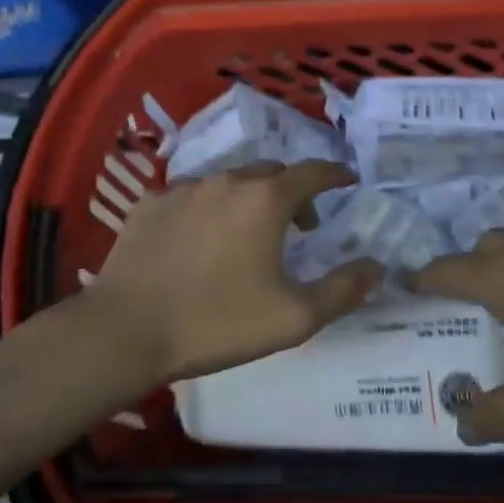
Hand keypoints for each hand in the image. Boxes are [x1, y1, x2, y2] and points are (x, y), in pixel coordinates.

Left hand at [87, 161, 383, 386]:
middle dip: (292, 191)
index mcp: (265, 200)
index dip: (334, 174)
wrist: (126, 330)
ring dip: (247, 199)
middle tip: (300, 224)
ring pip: (228, 182)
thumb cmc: (217, 322)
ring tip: (248, 234)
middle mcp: (227, 181)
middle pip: (270, 173)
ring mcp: (183, 188)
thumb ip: (342, 290)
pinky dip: (206, 210)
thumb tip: (377, 267)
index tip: (347, 179)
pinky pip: (189, 197)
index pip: (312, 173)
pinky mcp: (149, 204)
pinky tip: (198, 240)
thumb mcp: (293, 318)